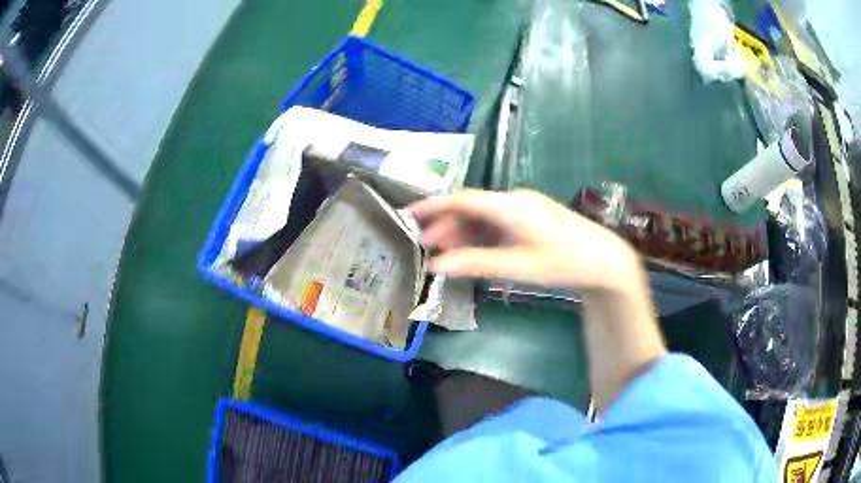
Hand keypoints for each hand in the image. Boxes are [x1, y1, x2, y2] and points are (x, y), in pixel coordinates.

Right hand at [409, 189, 643, 292]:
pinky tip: (473, 252)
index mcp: (509, 205)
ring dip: (463, 233)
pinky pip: (498, 223)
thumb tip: (436, 266)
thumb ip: (475, 263)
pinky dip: (481, 236)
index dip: (433, 206)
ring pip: (484, 217)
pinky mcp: (531, 219)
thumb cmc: (562, 262)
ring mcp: (524, 208)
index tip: (407, 215)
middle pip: (471, 208)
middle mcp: (514, 199)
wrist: (604, 260)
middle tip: (425, 247)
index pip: (462, 199)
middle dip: (446, 225)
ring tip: (445, 253)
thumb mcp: (517, 266)